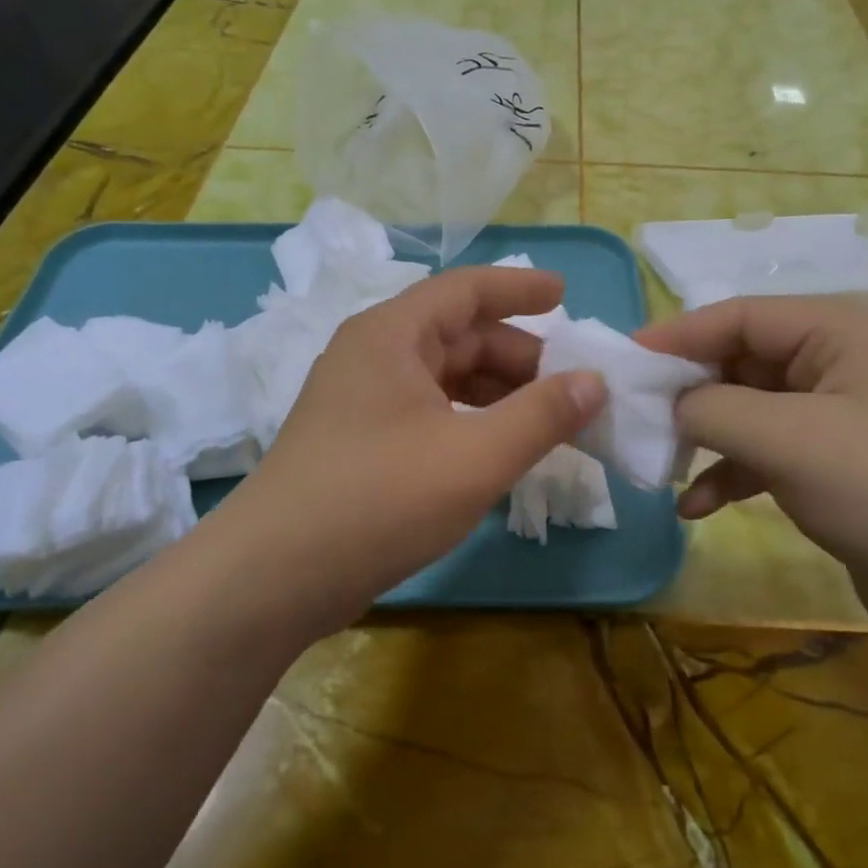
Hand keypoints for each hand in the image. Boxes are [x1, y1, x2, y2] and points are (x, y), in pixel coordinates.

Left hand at [212, 267, 606, 631]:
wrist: (272, 579)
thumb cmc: (378, 499)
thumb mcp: (475, 457)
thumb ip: (542, 416)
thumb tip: (595, 382)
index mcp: (392, 335)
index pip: (465, 289)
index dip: (519, 288)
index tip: (567, 295)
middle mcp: (373, 355)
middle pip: (459, 336)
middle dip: (520, 356)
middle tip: (574, 384)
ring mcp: (361, 401)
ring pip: (445, 378)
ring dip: (498, 393)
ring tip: (549, 419)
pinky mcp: (359, 443)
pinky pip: (429, 412)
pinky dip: (471, 422)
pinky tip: (499, 449)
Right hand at [636, 296, 867, 650]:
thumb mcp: (790, 439)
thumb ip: (714, 409)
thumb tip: (669, 406)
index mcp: (841, 334)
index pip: (743, 315)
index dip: (680, 334)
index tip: (625, 357)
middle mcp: (838, 366)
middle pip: (741, 362)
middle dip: (689, 393)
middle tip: (636, 418)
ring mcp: (836, 420)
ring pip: (748, 412)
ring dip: (705, 438)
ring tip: (662, 467)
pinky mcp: (831, 468)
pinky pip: (764, 455)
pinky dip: (730, 474)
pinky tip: (697, 508)